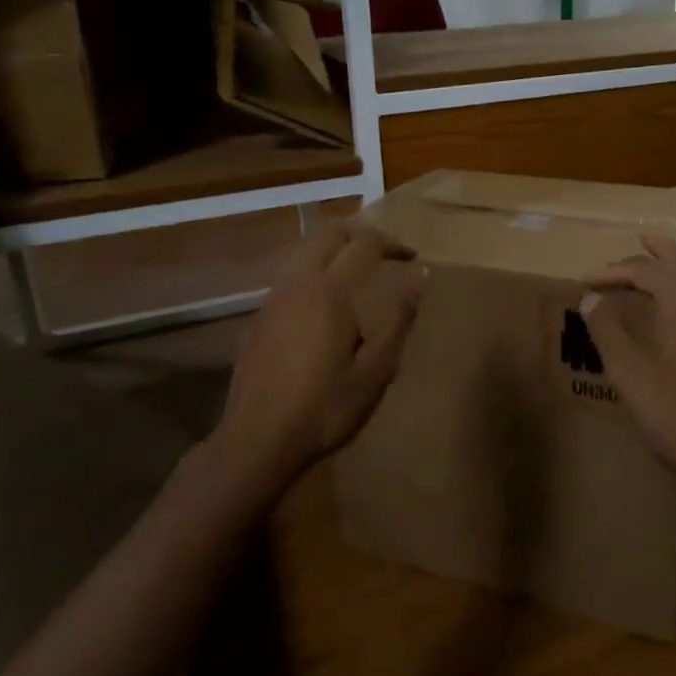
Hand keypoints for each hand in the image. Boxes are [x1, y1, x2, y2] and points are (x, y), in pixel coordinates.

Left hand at [217, 220, 422, 483]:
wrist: (257, 441)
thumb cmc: (324, 408)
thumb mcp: (375, 371)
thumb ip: (398, 320)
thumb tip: (418, 276)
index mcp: (330, 293)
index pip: (364, 245)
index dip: (392, 244)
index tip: (412, 257)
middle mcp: (298, 284)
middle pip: (329, 234)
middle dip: (361, 234)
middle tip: (386, 252)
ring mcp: (273, 299)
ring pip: (305, 251)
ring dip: (335, 249)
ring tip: (358, 270)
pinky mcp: (259, 318)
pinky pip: (291, 276)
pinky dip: (315, 270)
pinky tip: (325, 303)